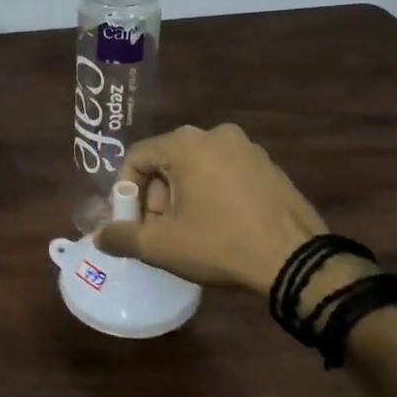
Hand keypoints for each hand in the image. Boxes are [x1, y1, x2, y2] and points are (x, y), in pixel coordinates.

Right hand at [93, 123, 326, 293]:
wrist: (297, 261)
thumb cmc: (220, 245)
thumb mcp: (161, 246)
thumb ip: (121, 237)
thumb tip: (99, 236)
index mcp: (185, 144)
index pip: (137, 158)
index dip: (126, 192)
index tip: (133, 223)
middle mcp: (216, 134)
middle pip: (166, 162)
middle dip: (156, 197)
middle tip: (161, 232)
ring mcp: (248, 148)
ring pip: (196, 168)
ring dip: (183, 197)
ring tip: (191, 232)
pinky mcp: (269, 166)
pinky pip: (225, 173)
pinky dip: (213, 194)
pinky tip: (221, 226)